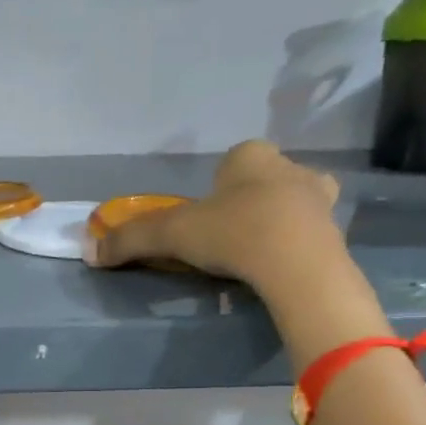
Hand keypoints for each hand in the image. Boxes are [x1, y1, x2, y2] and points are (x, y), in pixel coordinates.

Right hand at [85, 140, 340, 285]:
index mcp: (251, 156)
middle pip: (263, 181)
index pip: (230, 162)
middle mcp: (290, 167)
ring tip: (255, 255)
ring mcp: (319, 199)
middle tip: (230, 236)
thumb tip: (89, 253)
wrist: (297, 264)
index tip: (205, 218)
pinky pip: (309, 234)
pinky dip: (294, 246)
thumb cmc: (233, 233)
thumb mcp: (171, 235)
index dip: (215, 188)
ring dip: (274, 222)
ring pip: (291, 203)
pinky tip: (279, 268)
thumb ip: (130, 240)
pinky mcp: (336, 232)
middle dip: (248, 202)